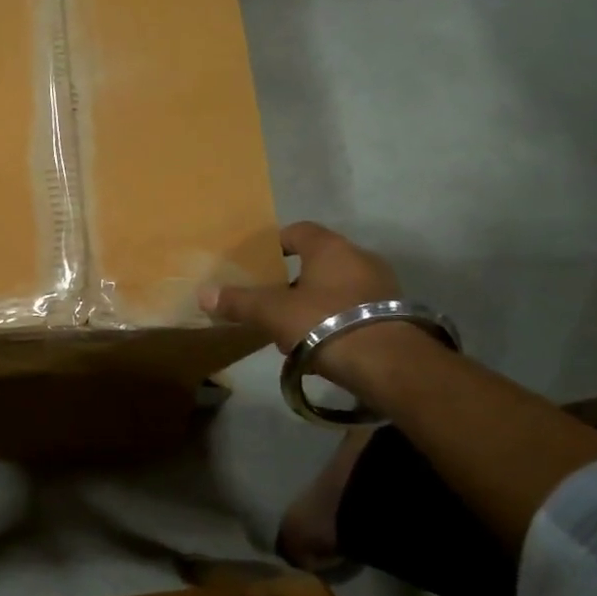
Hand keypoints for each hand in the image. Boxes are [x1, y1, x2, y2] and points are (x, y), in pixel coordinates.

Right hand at [200, 221, 400, 362]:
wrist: (388, 364)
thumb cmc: (324, 323)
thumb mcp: (272, 313)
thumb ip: (239, 302)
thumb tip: (203, 294)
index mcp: (331, 248)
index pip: (298, 231)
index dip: (275, 244)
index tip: (258, 264)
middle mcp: (360, 258)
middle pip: (317, 261)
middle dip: (292, 281)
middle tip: (270, 302)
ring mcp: (382, 286)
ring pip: (336, 287)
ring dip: (313, 304)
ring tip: (292, 331)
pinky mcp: (394, 315)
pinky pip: (353, 310)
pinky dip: (334, 321)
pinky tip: (319, 346)